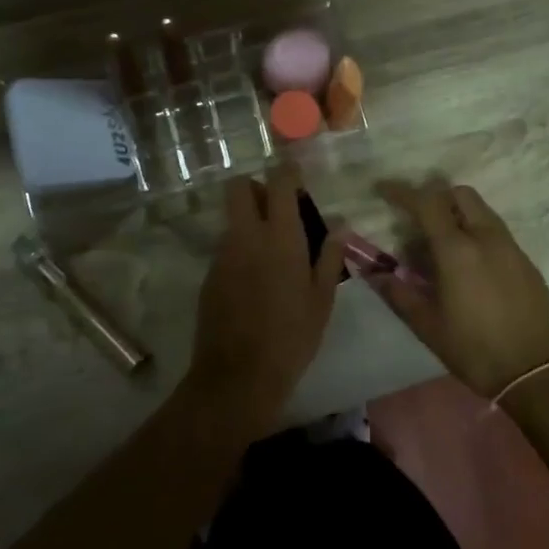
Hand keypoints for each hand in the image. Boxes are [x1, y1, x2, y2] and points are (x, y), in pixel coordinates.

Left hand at [188, 164, 345, 436]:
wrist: (238, 376)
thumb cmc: (291, 337)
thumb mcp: (322, 299)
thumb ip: (329, 256)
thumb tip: (339, 225)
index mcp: (280, 237)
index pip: (279, 183)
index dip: (287, 172)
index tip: (297, 175)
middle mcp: (246, 236)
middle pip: (239, 188)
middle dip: (257, 187)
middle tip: (279, 208)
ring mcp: (223, 255)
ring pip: (232, 218)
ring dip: (250, 220)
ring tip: (274, 250)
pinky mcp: (209, 275)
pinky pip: (226, 246)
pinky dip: (241, 248)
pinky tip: (257, 279)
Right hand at [370, 180, 548, 398]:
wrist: (538, 373)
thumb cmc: (476, 350)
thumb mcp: (429, 327)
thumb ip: (399, 294)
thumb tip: (373, 272)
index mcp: (458, 250)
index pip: (427, 203)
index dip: (402, 192)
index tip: (383, 190)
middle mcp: (486, 237)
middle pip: (459, 194)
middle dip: (435, 196)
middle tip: (415, 217)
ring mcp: (511, 247)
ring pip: (481, 210)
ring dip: (457, 212)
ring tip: (439, 242)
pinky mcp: (526, 261)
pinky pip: (495, 230)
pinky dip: (475, 230)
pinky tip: (467, 263)